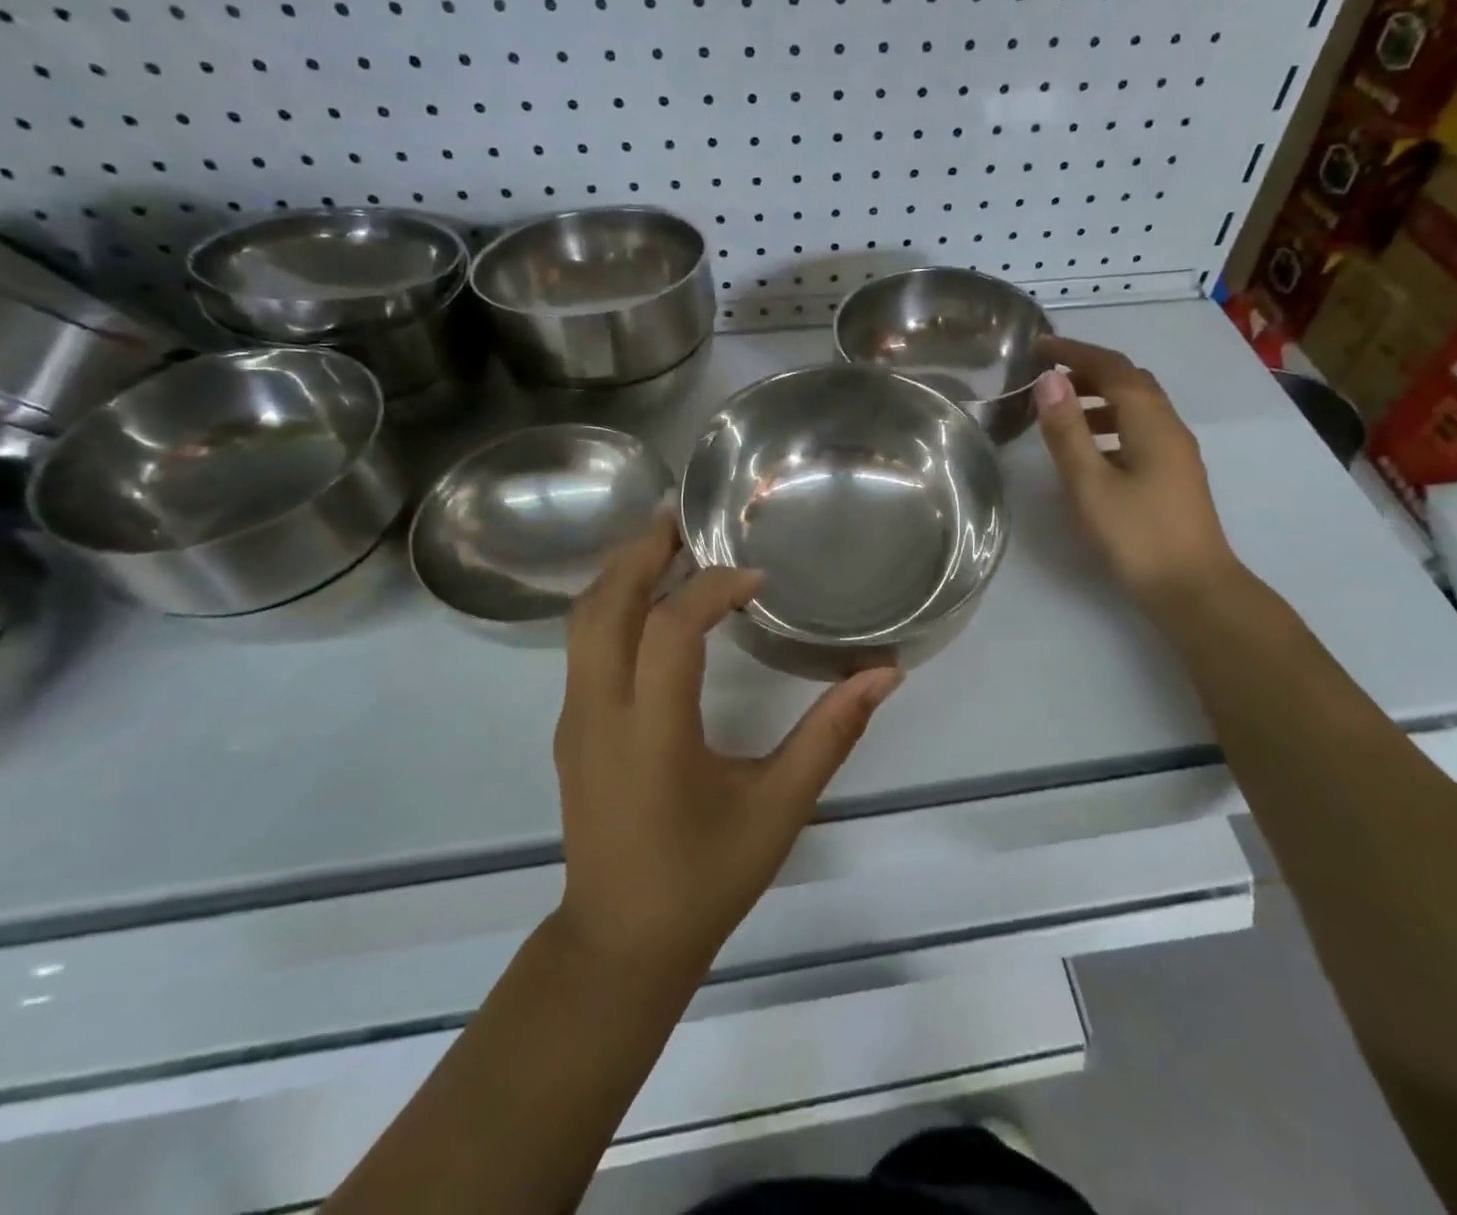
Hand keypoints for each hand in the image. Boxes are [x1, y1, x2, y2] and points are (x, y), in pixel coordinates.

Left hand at [553, 514, 903, 975]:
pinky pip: (582, 644)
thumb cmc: (704, 877)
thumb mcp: (780, 806)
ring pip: (584, 619)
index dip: (713, 588)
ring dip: (623, 570)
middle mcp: (600, 712)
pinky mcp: (571, 726)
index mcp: (652, 732)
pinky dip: (614, 602)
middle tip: (685, 513)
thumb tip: (884, 674)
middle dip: (644, 549)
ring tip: (668, 540)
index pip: (671, 629)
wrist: (620, 942)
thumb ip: (832, 734)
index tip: (757, 578)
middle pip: (606, 604)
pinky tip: (652, 599)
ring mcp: (574, 718)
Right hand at [1033, 337, 1240, 608]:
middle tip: (1047, 378)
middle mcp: (1168, 426)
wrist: (1192, 587)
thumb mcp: (1089, 483)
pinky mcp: (1175, 474)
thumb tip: (1049, 380)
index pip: (1112, 367)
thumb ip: (1067, 431)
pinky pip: (1141, 430)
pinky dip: (1111, 423)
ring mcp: (1176, 452)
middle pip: (1130, 381)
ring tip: (1062, 412)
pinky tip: (1092, 450)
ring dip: (1099, 398)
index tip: (1038, 346)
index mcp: (1150, 421)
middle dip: (1088, 371)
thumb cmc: (1136, 535)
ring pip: (1137, 406)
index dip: (1074, 352)